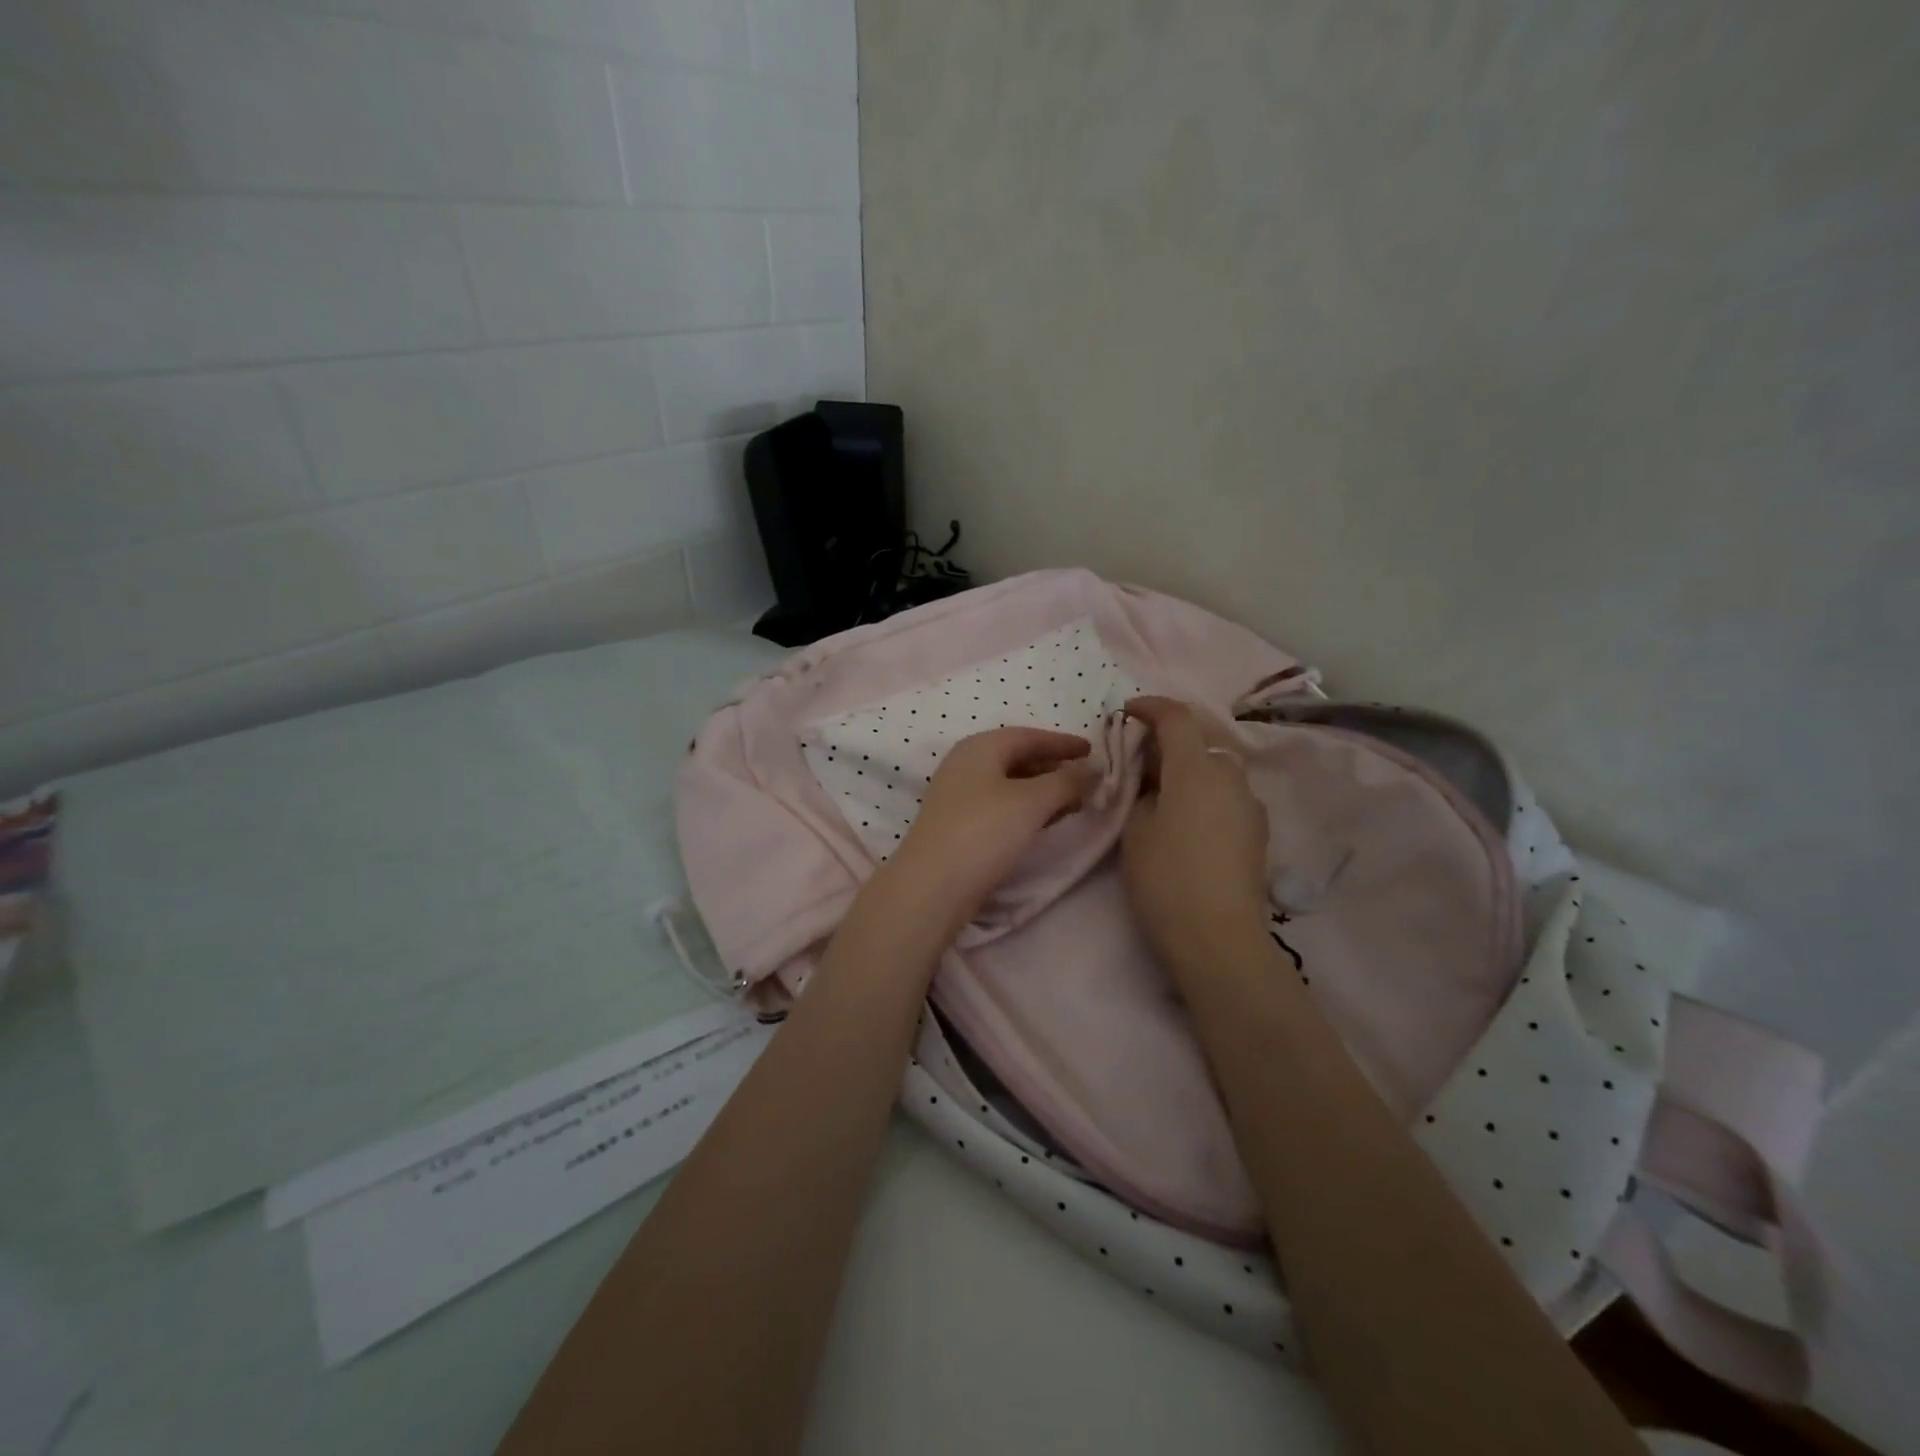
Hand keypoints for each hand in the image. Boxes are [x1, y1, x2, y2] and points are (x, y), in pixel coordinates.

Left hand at [887, 726, 1098, 936]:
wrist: (933, 885)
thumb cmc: (984, 831)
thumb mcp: (1032, 801)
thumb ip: (1067, 781)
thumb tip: (1094, 768)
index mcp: (980, 747)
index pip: (1028, 736)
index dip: (1062, 742)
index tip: (1092, 750)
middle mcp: (965, 764)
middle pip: (1016, 758)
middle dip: (1053, 767)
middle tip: (1085, 781)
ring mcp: (958, 796)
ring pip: (1008, 784)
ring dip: (1041, 790)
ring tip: (1072, 804)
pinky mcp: (957, 824)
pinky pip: (1000, 805)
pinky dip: (1025, 808)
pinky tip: (1042, 823)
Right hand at [1120, 697, 1269, 976]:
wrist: (1219, 937)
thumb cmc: (1166, 878)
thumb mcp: (1135, 830)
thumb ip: (1142, 793)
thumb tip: (1155, 784)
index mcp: (1197, 769)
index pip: (1177, 718)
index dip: (1152, 707)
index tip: (1128, 711)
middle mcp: (1231, 777)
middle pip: (1200, 743)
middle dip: (1170, 743)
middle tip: (1140, 762)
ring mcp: (1250, 806)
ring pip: (1216, 771)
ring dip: (1190, 771)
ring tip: (1163, 795)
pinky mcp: (1258, 833)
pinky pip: (1227, 797)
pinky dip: (1206, 795)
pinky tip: (1188, 823)